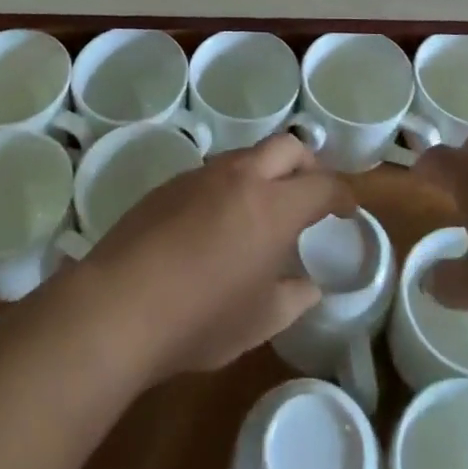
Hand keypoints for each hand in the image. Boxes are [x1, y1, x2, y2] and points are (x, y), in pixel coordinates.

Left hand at [77, 134, 354, 381]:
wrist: (119, 304)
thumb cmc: (200, 318)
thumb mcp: (259, 321)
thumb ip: (293, 298)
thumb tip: (309, 286)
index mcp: (274, 207)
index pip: (322, 185)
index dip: (342, 194)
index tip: (348, 208)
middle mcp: (241, 177)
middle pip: (287, 147)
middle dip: (308, 164)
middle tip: (311, 193)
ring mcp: (202, 175)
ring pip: (247, 155)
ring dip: (266, 171)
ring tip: (264, 209)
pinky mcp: (170, 184)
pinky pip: (214, 172)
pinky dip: (232, 185)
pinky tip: (219, 222)